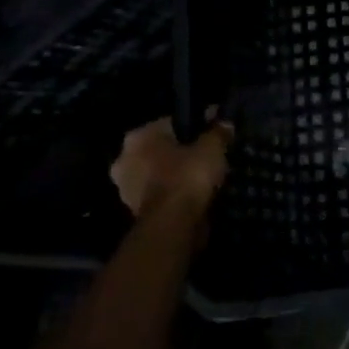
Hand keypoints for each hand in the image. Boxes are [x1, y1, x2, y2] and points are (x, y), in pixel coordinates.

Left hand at [111, 112, 232, 226]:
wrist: (173, 225)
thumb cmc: (187, 176)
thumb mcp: (212, 147)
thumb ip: (218, 132)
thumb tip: (224, 123)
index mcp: (138, 136)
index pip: (172, 123)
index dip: (196, 126)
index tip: (215, 132)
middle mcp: (124, 159)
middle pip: (162, 149)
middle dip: (182, 152)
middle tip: (209, 156)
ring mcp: (125, 188)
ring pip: (159, 173)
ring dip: (176, 175)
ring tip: (205, 177)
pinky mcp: (134, 212)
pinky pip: (161, 194)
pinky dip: (174, 194)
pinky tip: (195, 194)